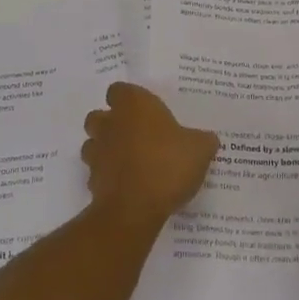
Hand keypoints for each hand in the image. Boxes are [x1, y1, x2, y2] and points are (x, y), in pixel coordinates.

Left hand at [81, 83, 219, 227]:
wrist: (135, 209)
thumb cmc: (167, 165)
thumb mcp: (199, 150)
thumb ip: (202, 140)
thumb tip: (207, 139)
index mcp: (133, 106)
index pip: (119, 90)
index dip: (129, 99)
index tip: (145, 111)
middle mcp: (110, 124)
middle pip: (99, 116)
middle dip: (112, 124)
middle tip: (136, 136)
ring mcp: (97, 153)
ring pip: (93, 144)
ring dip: (106, 150)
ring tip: (130, 162)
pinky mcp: (92, 182)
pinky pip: (97, 174)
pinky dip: (108, 178)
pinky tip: (128, 187)